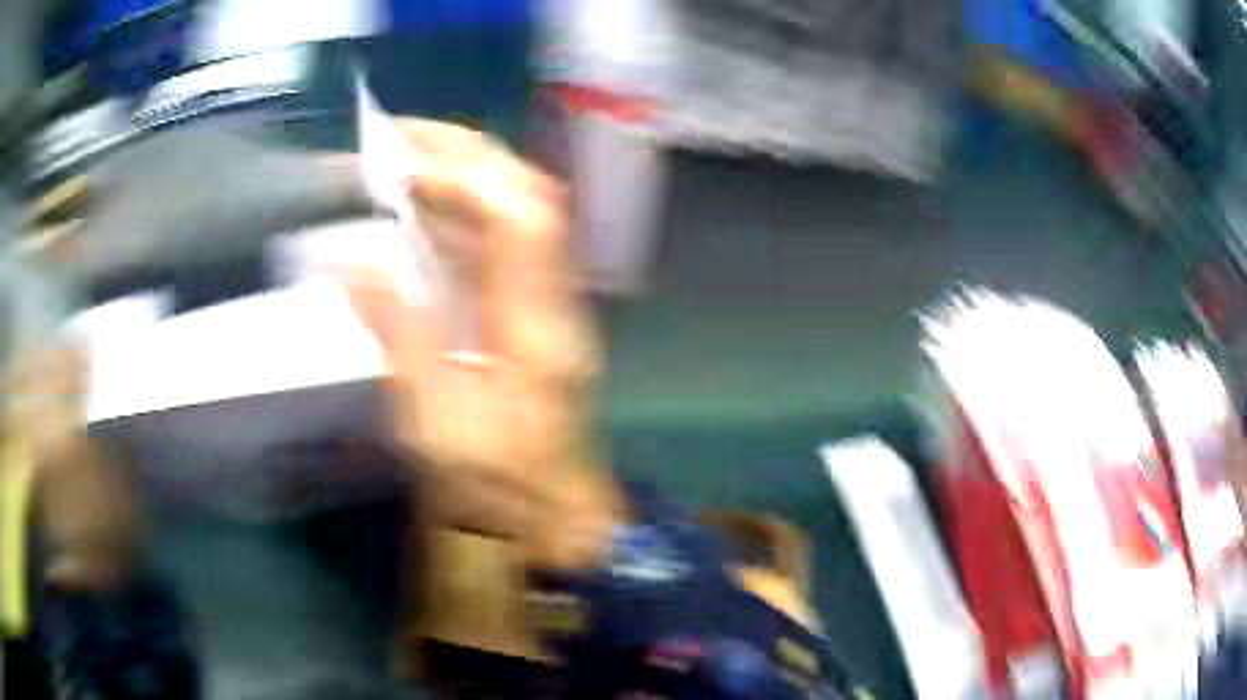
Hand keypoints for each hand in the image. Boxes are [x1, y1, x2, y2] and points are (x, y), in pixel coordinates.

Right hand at [345, 120, 619, 570]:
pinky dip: (455, 218)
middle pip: (525, 197)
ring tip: (398, 164)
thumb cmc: (497, 488)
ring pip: (511, 215)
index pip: (520, 216)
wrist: (546, 518)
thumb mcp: (438, 426)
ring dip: (457, 180)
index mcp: (536, 326)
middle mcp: (551, 300)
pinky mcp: (528, 313)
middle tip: (397, 140)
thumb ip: (399, 338)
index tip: (401, 159)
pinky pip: (496, 246)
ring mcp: (544, 303)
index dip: (466, 174)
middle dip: (464, 156)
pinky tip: (415, 216)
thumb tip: (353, 263)